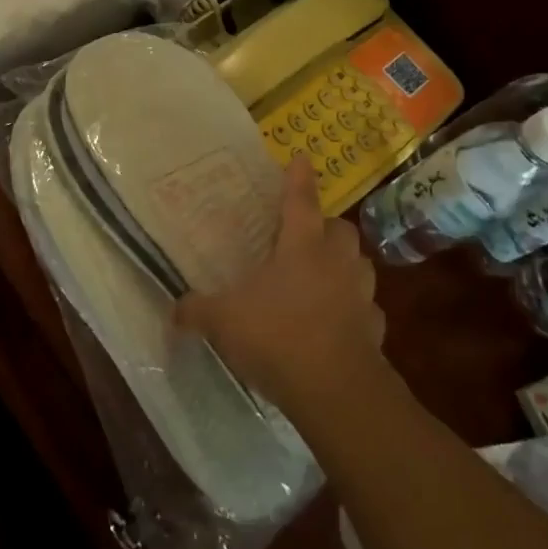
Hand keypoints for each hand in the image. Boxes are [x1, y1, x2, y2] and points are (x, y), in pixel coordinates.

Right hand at [175, 157, 385, 411]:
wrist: (336, 391)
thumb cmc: (277, 337)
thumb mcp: (223, 321)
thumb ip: (197, 310)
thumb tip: (172, 310)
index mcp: (301, 247)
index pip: (300, 200)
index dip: (299, 178)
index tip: (301, 157)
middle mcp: (336, 263)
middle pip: (341, 229)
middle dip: (327, 227)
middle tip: (307, 237)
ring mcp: (361, 295)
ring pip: (360, 266)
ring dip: (345, 267)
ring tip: (325, 278)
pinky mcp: (375, 330)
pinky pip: (367, 310)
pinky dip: (354, 311)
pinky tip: (337, 324)